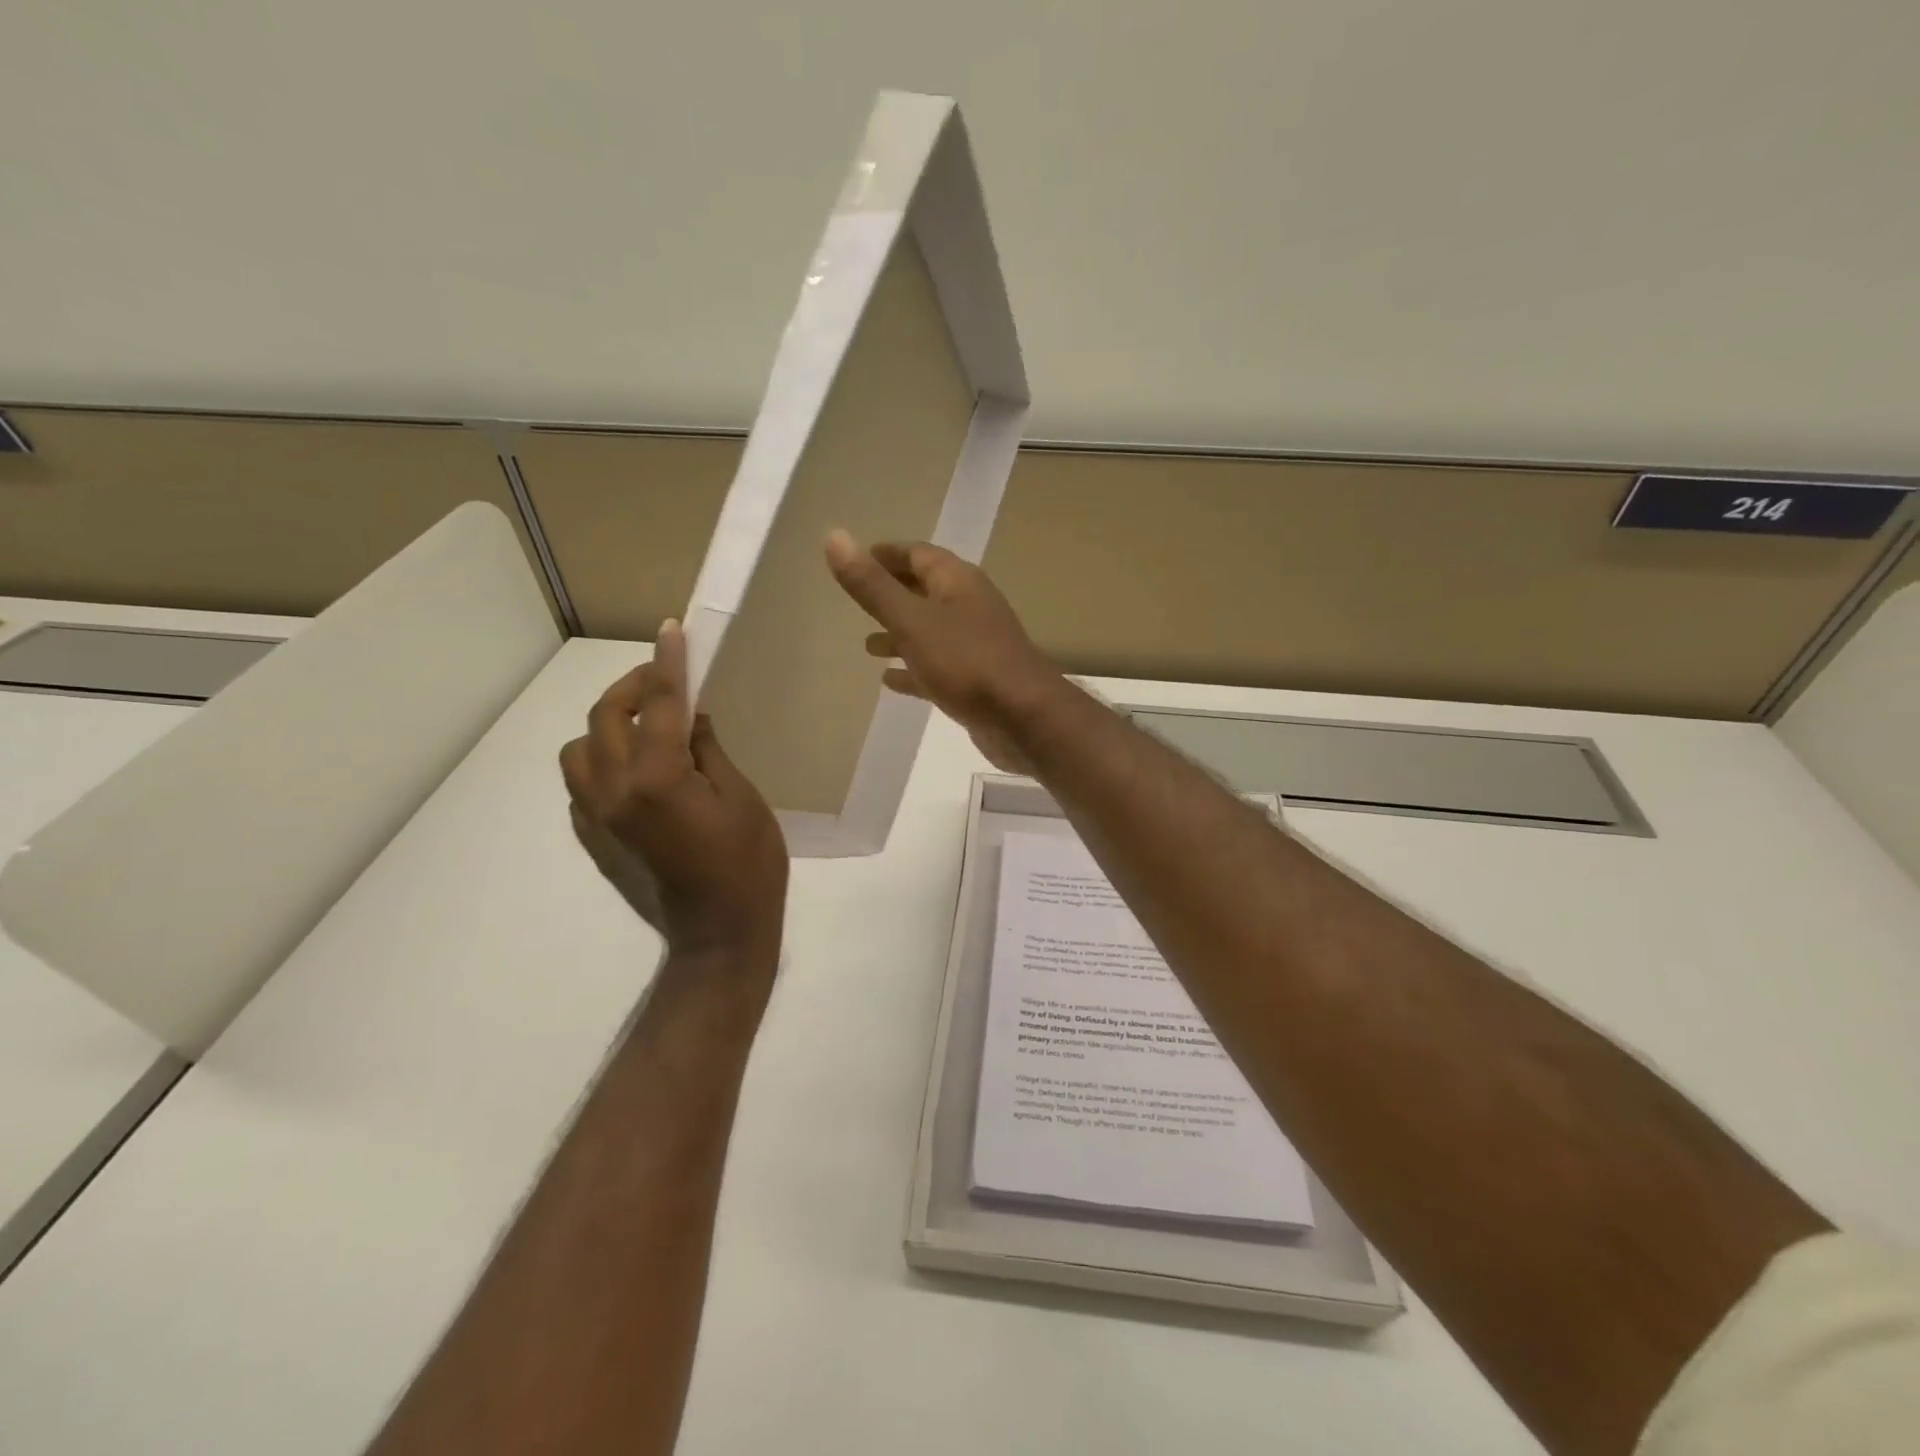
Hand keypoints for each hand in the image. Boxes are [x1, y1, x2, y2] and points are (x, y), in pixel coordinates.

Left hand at [559, 621, 787, 969]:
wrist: (718, 935)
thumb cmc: (748, 865)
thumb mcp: (743, 799)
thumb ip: (708, 750)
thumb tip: (691, 716)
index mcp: (657, 779)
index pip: (659, 704)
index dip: (668, 664)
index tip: (672, 631)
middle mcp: (613, 792)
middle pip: (604, 717)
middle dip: (632, 687)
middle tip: (664, 681)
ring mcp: (595, 818)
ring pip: (578, 749)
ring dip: (608, 726)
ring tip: (644, 728)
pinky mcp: (592, 838)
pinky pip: (580, 784)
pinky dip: (602, 762)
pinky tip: (635, 771)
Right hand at [824, 530, 1063, 775]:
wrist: (1023, 718)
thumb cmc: (966, 662)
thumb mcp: (911, 620)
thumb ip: (872, 585)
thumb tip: (834, 536)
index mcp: (957, 582)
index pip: (918, 554)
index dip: (887, 554)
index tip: (857, 557)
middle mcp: (969, 607)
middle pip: (925, 591)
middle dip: (892, 594)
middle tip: (858, 601)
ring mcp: (976, 645)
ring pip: (930, 632)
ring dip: (900, 635)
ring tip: (867, 646)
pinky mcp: (976, 681)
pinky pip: (937, 667)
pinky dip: (913, 669)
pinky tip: (890, 681)